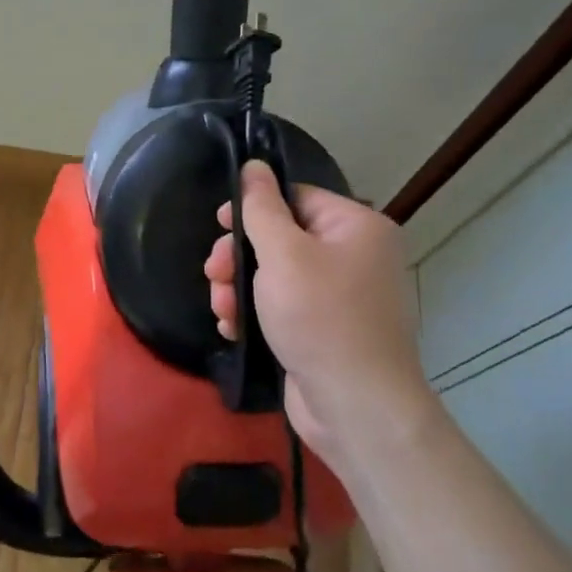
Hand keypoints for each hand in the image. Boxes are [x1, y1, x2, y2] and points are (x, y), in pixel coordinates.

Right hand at [204, 160, 434, 463]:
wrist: (355, 406)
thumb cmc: (320, 318)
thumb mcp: (284, 254)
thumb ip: (262, 208)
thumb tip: (254, 166)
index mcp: (357, 228)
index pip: (297, 198)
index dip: (254, 208)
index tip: (218, 224)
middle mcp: (355, 257)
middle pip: (282, 238)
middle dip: (240, 256)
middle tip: (214, 274)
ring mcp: (341, 297)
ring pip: (275, 275)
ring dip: (239, 288)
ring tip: (221, 309)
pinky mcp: (324, 331)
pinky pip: (282, 307)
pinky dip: (255, 314)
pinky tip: (232, 328)